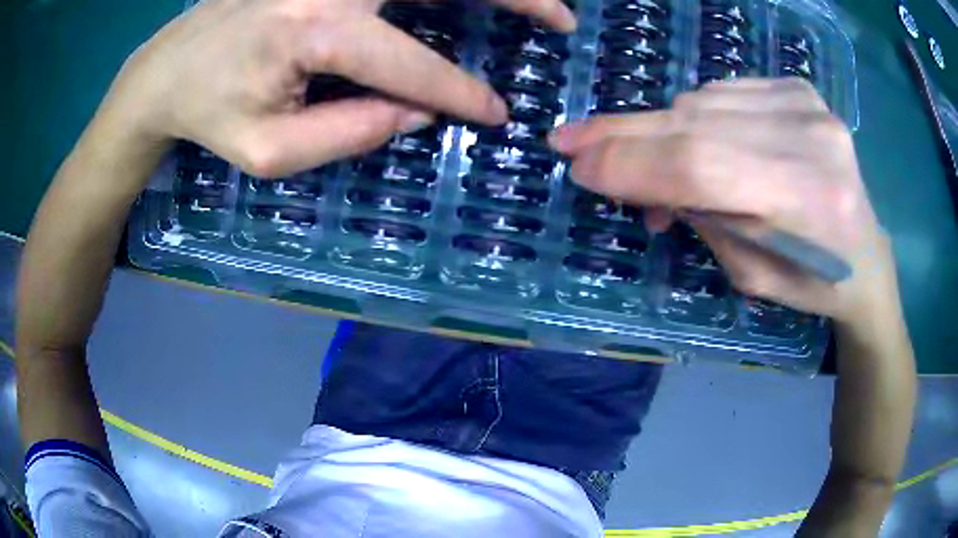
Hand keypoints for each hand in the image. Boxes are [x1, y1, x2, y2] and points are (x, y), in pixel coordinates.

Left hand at [98, 0, 575, 177]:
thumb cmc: (210, 113)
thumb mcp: (269, 151)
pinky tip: (459, 0)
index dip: (460, 93)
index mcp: (315, 30)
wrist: (168, 68)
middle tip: (562, 19)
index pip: (409, 65)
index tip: (496, 115)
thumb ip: (350, 133)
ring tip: (537, 3)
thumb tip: (418, 111)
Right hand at [550, 78, 898, 325]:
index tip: (577, 165)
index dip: (634, 163)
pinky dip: (693, 116)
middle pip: (697, 124)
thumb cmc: (813, 282)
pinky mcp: (800, 88)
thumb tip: (639, 180)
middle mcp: (812, 138)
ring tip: (634, 157)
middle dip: (626, 135)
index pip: (703, 166)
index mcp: (809, 201)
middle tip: (571, 140)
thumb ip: (700, 218)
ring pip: (703, 102)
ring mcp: (807, 103)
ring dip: (658, 129)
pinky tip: (689, 139)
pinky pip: (723, 93)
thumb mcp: (750, 275)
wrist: (867, 254)